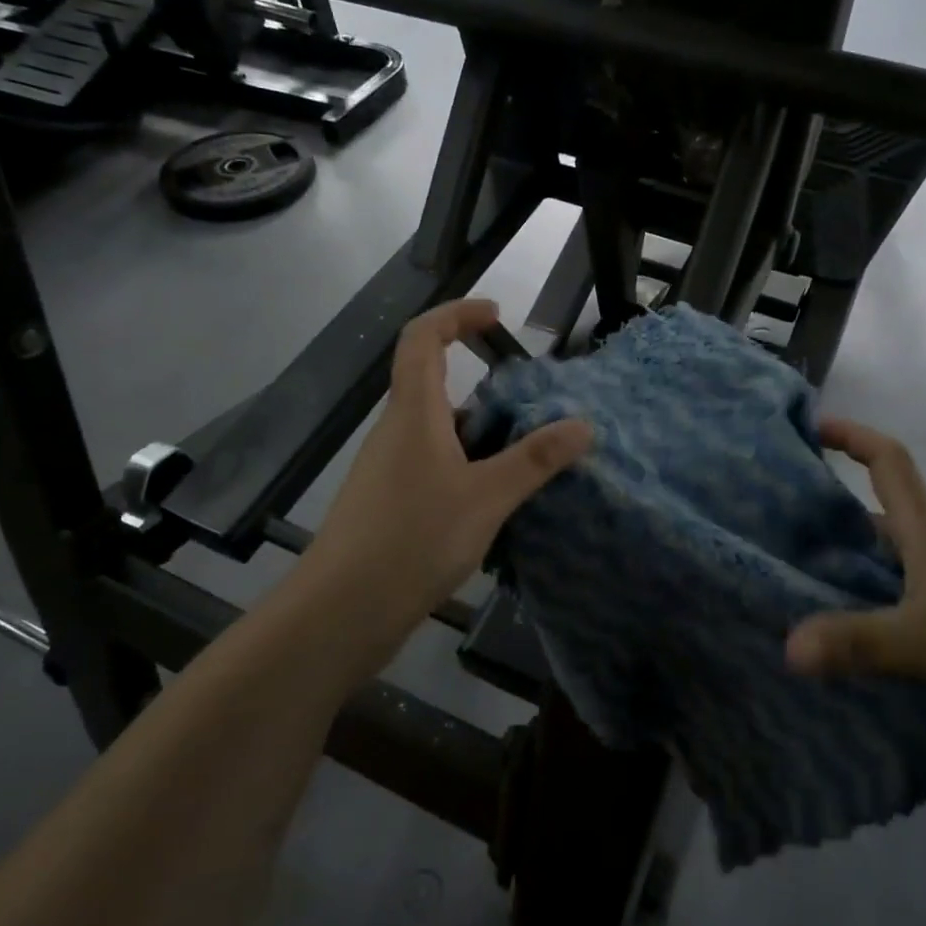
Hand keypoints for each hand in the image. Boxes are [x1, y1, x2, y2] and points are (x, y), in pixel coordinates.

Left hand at [300, 299, 592, 660]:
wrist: (342, 611)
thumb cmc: (413, 539)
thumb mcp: (486, 498)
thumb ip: (535, 460)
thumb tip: (583, 425)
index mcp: (414, 413)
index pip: (423, 337)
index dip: (456, 315)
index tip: (496, 316)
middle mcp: (397, 432)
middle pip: (435, 385)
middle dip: (486, 387)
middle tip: (534, 409)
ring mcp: (389, 469)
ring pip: (440, 432)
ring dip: (481, 434)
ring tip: (528, 459)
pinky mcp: (390, 504)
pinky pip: (435, 466)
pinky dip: (468, 468)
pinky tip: (497, 502)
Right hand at [787, 419, 925, 739]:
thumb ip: (857, 643)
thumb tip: (787, 649)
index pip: (888, 462)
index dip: (852, 436)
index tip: (812, 427)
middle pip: (875, 512)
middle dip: (829, 510)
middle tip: (776, 523)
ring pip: (883, 561)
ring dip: (844, 563)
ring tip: (793, 580)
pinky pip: (895, 600)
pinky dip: (864, 605)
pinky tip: (839, 634)